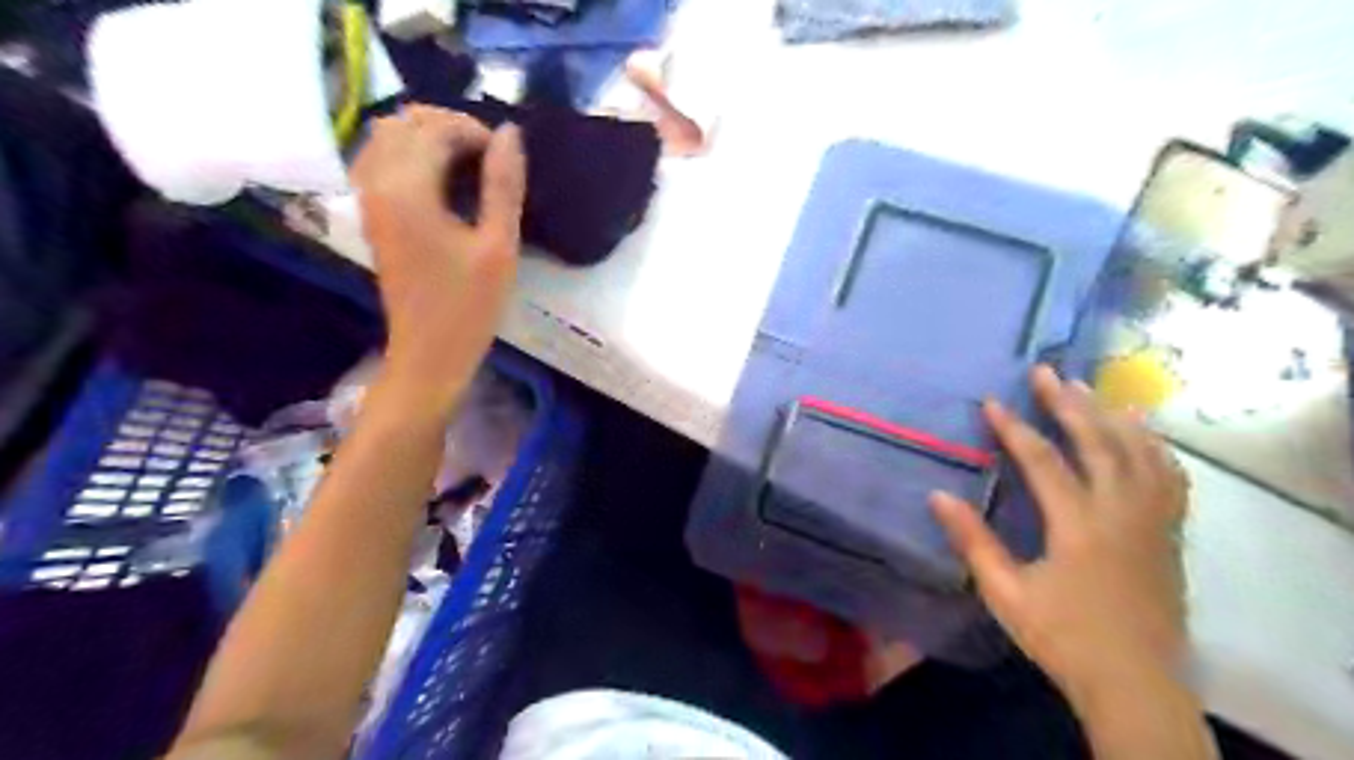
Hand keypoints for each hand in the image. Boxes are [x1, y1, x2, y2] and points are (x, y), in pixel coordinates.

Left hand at [349, 104, 525, 412]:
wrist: (428, 354)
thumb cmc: (469, 306)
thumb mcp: (498, 246)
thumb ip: (503, 186)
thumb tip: (510, 133)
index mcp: (407, 190)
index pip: (436, 130)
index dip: (475, 133)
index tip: (506, 160)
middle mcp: (377, 184)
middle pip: (405, 123)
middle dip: (449, 127)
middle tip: (489, 158)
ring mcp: (368, 199)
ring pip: (386, 136)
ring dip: (427, 137)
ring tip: (467, 163)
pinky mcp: (370, 215)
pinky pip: (379, 160)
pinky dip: (409, 153)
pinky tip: (439, 178)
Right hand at [932, 364, 1186, 690]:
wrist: (1135, 682)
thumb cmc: (1063, 637)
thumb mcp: (1005, 593)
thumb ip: (973, 541)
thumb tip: (937, 495)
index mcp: (1079, 527)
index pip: (1044, 462)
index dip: (1015, 429)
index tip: (992, 402)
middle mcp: (1122, 513)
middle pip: (1099, 443)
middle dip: (1069, 403)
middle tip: (1047, 371)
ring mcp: (1153, 521)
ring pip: (1140, 452)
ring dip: (1112, 415)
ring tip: (1088, 389)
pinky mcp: (1169, 534)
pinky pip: (1170, 477)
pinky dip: (1154, 447)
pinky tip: (1140, 432)